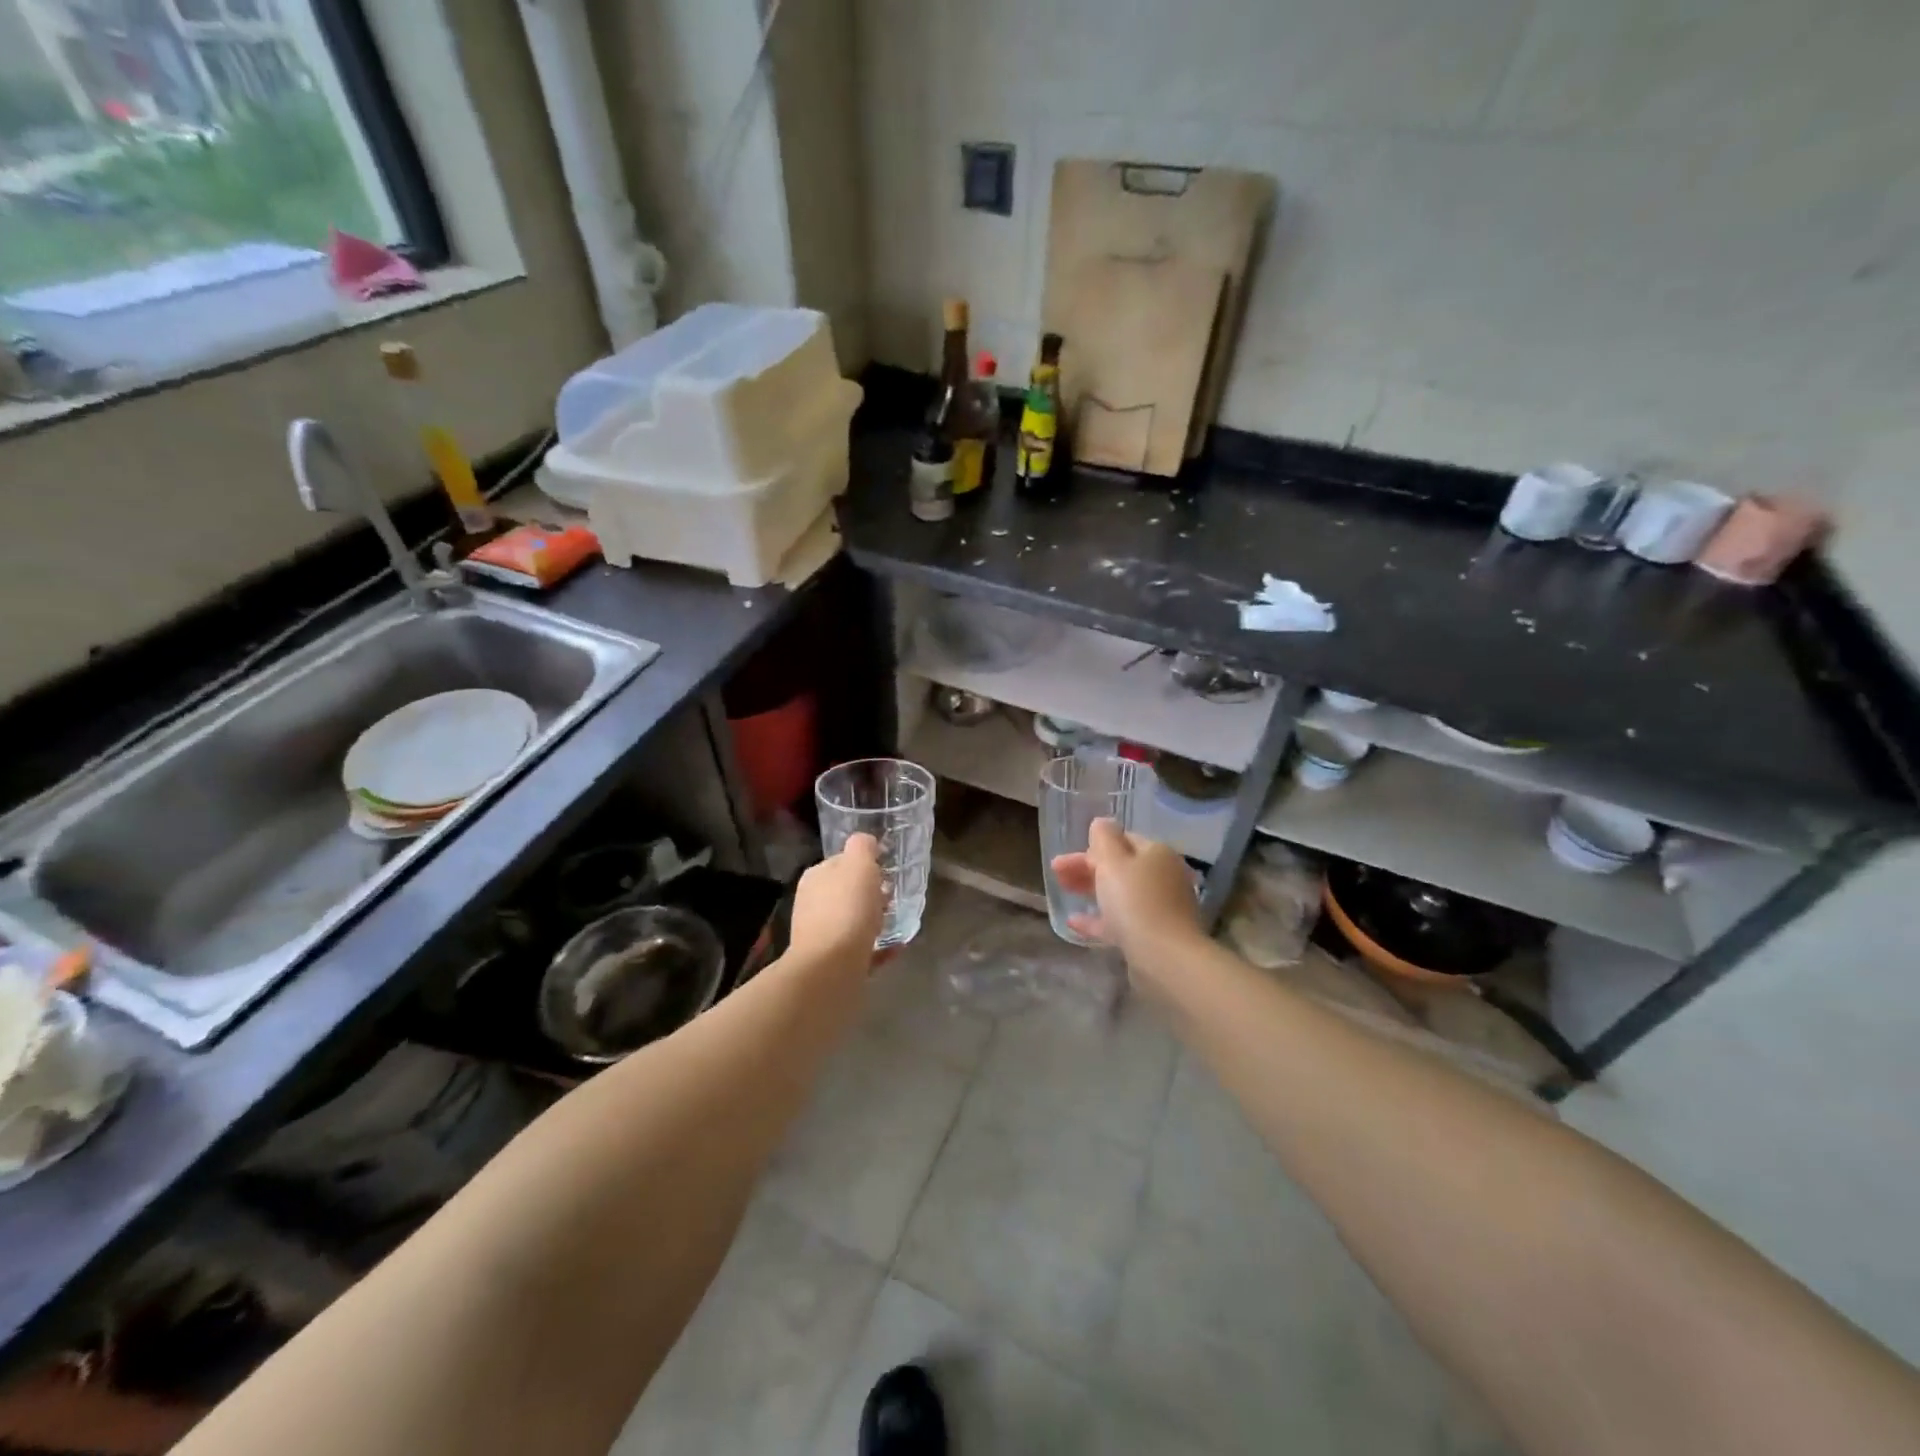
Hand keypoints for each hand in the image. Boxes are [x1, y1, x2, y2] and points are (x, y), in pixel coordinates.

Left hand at [789, 833, 885, 967]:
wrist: (832, 968)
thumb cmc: (847, 909)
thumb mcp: (858, 864)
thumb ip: (862, 847)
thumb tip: (866, 842)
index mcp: (815, 878)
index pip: (840, 862)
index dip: (864, 864)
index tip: (886, 870)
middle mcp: (813, 904)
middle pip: (846, 893)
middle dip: (869, 894)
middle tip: (893, 896)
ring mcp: (821, 936)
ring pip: (852, 921)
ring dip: (873, 920)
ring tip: (897, 921)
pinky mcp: (833, 964)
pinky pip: (861, 950)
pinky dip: (878, 947)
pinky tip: (896, 947)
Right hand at [1051, 819, 1202, 971]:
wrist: (1165, 957)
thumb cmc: (1135, 901)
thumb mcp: (1113, 862)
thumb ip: (1103, 838)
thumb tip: (1101, 822)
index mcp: (1156, 853)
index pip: (1121, 840)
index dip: (1091, 847)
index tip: (1064, 859)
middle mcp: (1162, 875)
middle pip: (1120, 866)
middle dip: (1086, 868)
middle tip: (1057, 874)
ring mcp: (1160, 906)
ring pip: (1120, 892)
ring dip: (1091, 890)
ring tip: (1064, 892)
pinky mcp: (1154, 934)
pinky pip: (1122, 919)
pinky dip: (1099, 918)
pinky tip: (1075, 923)